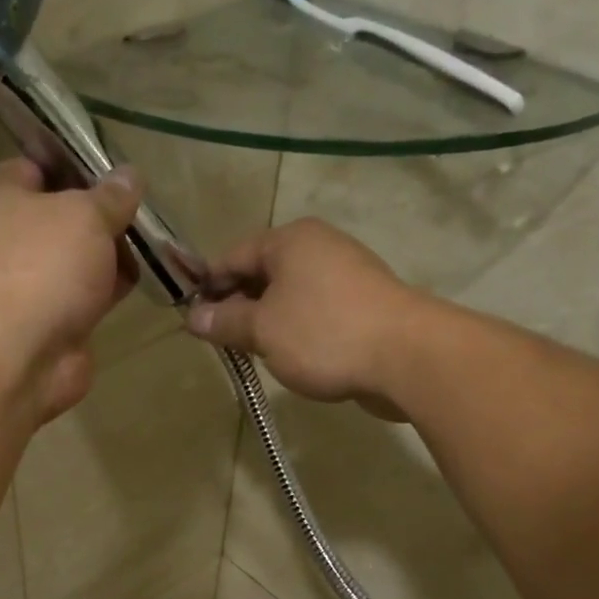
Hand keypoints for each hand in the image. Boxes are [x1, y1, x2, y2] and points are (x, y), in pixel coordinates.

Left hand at [0, 156, 141, 421]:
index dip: (76, 162)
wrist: (21, 355)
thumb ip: (112, 195)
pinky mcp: (56, 317)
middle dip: (104, 212)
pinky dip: (112, 287)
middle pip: (65, 213)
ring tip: (154, 242)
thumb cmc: (44, 267)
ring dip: (113, 252)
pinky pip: (89, 292)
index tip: (116, 165)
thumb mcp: (86, 215)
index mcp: (4, 197)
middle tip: (144, 207)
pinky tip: (142, 278)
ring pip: (80, 256)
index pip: (38, 164)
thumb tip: (130, 176)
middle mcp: (13, 236)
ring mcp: (34, 281)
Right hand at [185, 218, 418, 419]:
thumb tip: (193, 316)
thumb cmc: (323, 333)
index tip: (191, 319)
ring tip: (250, 353)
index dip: (207, 286)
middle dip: (237, 306)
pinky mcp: (362, 305)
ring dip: (266, 321)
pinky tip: (288, 357)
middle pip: (262, 273)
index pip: (232, 256)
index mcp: (290, 240)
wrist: (407, 357)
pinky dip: (295, 330)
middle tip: (219, 341)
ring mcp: (344, 275)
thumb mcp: (263, 329)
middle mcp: (318, 247)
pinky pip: (313, 312)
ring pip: (288, 295)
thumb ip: (225, 321)